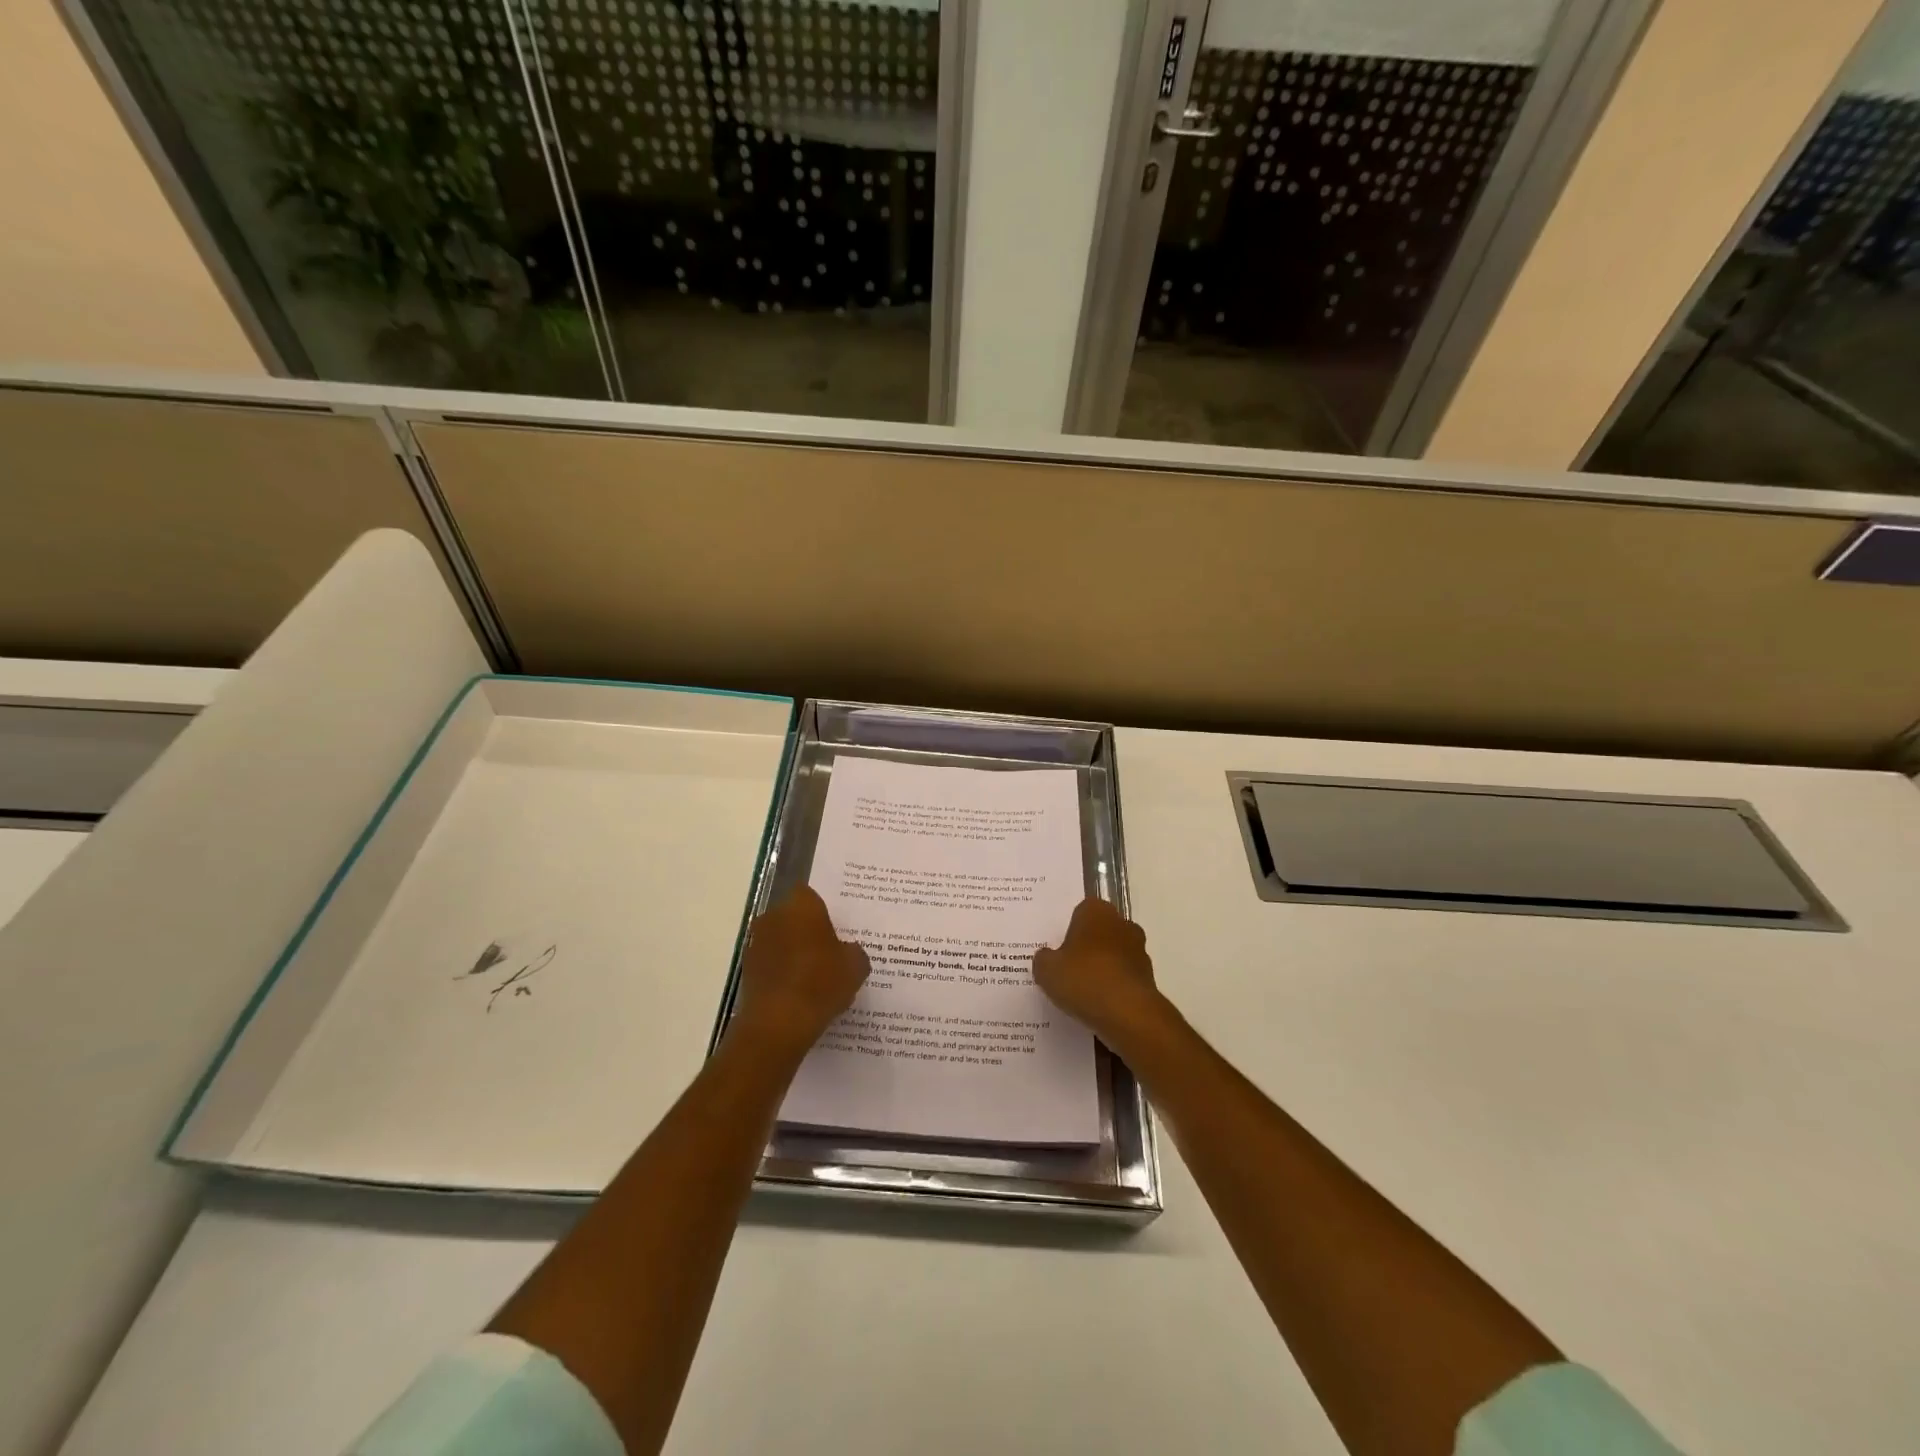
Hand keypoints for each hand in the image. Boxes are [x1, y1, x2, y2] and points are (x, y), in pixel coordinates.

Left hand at [730, 886, 869, 1057]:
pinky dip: (781, 973)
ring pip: (779, 940)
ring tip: (814, 977)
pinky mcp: (746, 970)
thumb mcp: (855, 966)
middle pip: (792, 917)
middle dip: (806, 930)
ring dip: (791, 952)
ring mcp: (756, 943)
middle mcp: (774, 916)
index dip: (823, 911)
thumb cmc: (821, 983)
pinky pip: (770, 964)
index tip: (835, 928)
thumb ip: (853, 951)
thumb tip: (846, 950)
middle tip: (828, 952)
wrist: (778, 1024)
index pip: (810, 895)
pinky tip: (798, 993)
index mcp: (802, 906)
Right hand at [1032, 898, 1170, 1049]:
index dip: (1068, 931)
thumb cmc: (1084, 980)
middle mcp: (1122, 923)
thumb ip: (1044, 959)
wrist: (1128, 1014)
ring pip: (1114, 955)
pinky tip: (1099, 1006)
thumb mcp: (1047, 970)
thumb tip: (1047, 957)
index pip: (1080, 912)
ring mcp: (1139, 950)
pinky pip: (1124, 978)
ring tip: (1082, 993)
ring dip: (1103, 968)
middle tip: (1067, 970)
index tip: (1058, 951)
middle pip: (1099, 932)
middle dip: (1087, 948)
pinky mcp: (1149, 977)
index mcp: (1096, 911)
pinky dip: (1114, 988)